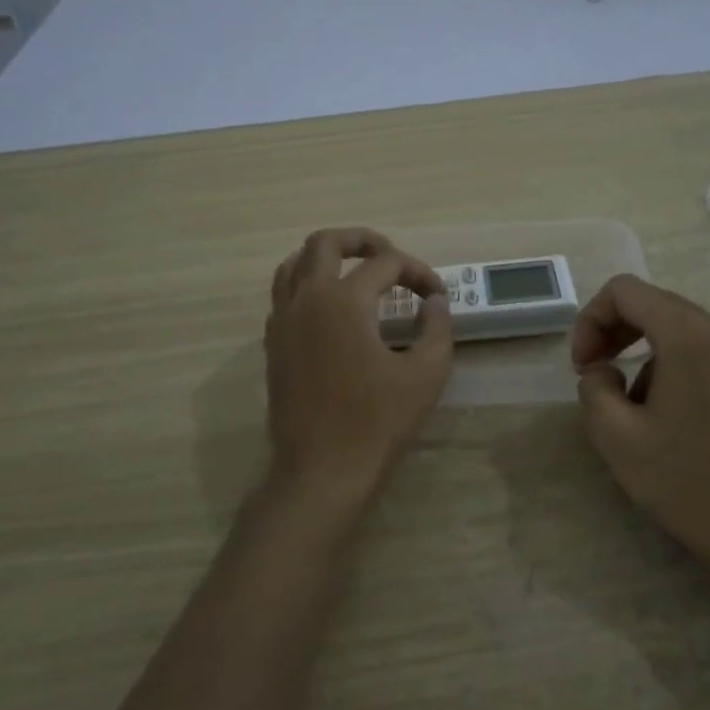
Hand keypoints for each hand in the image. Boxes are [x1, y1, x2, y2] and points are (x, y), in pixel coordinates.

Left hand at [263, 228, 453, 511]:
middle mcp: (306, 299)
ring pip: (294, 263)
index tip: (435, 295)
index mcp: (344, 301)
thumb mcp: (426, 372)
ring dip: (326, 257)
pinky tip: (332, 308)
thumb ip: (436, 326)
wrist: (323, 469)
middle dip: (362, 240)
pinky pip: (283, 294)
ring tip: (356, 272)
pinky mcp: (273, 343)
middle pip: (325, 242)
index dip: (417, 272)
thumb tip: (433, 301)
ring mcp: (282, 320)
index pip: (385, 264)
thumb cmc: (378, 422)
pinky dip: (307, 284)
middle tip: (389, 255)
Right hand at [570, 275, 709, 588]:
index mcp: (688, 336)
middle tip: (593, 375)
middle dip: (614, 332)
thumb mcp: (615, 436)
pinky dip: (673, 365)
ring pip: (679, 329)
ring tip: (632, 406)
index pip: (625, 291)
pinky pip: (705, 352)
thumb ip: (593, 387)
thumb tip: (605, 371)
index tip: (582, 366)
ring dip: (642, 352)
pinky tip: (668, 415)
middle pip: (654, 304)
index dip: (590, 320)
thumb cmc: (684, 482)